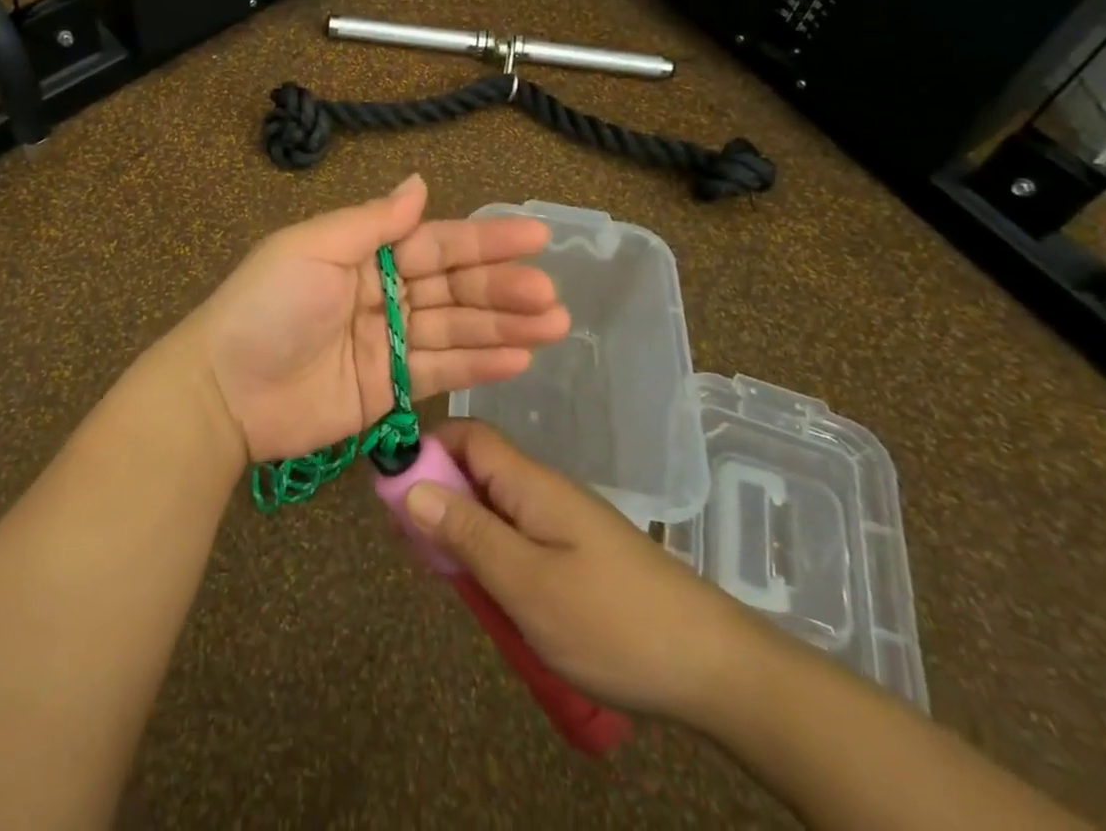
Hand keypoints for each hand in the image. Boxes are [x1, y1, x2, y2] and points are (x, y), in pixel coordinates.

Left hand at [175, 175, 569, 462]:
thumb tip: (419, 183)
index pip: (436, 244)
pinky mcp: (389, 390)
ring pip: (456, 330)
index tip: (536, 237)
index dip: (485, 241)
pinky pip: (440, 372)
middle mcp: (383, 295)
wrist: (223, 391)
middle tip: (551, 295)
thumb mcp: (313, 249)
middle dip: (503, 289)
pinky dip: (479, 365)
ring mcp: (388, 344)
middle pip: (454, 288)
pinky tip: (520, 358)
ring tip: (554, 325)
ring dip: (504, 327)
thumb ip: (373, 222)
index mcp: (365, 255)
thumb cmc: (267, 306)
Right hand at [401, 419, 770, 721]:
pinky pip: (517, 537)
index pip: (468, 435)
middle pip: (476, 470)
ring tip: (443, 577)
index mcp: (531, 483)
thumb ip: (467, 534)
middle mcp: (544, 491)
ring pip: (494, 507)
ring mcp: (562, 523)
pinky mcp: (576, 556)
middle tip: (410, 548)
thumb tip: (410, 485)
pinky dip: (491, 556)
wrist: (714, 669)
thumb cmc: (613, 623)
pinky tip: (488, 595)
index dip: (426, 449)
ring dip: (462, 533)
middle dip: (437, 497)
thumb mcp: (527, 584)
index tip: (391, 491)